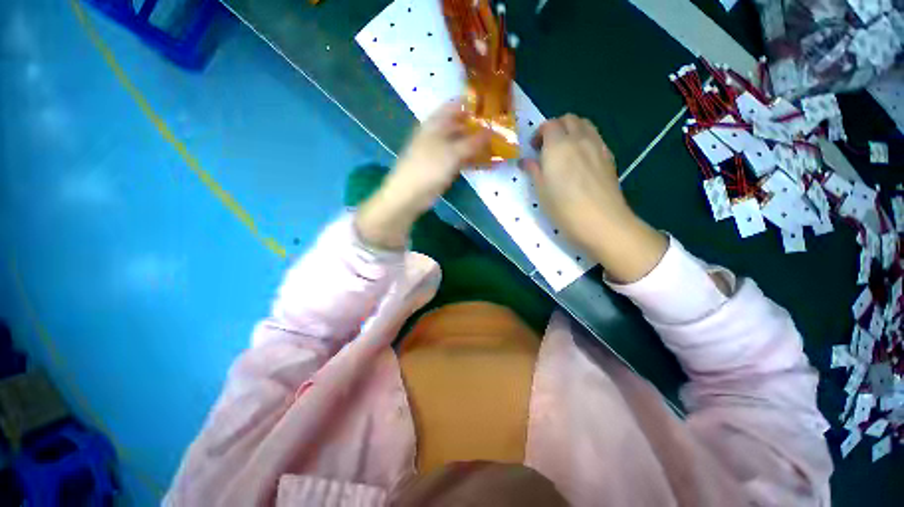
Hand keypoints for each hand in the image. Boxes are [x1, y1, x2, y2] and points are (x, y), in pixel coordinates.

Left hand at [356, 103, 488, 249]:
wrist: (410, 195)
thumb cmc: (428, 167)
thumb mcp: (452, 152)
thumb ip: (473, 142)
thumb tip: (491, 131)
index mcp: (436, 123)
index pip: (456, 106)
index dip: (474, 105)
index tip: (494, 108)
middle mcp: (439, 134)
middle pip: (462, 126)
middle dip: (480, 128)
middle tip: (502, 131)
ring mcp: (441, 152)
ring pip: (463, 144)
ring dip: (479, 146)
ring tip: (500, 148)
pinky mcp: (444, 167)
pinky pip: (462, 160)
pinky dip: (474, 161)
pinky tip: (489, 164)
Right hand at [521, 114, 666, 282]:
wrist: (601, 221)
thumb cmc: (563, 208)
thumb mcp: (541, 191)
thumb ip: (534, 171)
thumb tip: (526, 161)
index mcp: (558, 146)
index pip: (549, 125)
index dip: (539, 133)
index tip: (533, 149)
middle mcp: (579, 139)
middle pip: (569, 119)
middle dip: (556, 127)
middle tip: (547, 147)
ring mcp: (598, 146)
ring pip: (585, 124)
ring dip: (572, 130)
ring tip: (564, 150)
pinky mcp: (609, 156)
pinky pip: (596, 137)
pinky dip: (585, 139)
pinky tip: (580, 159)